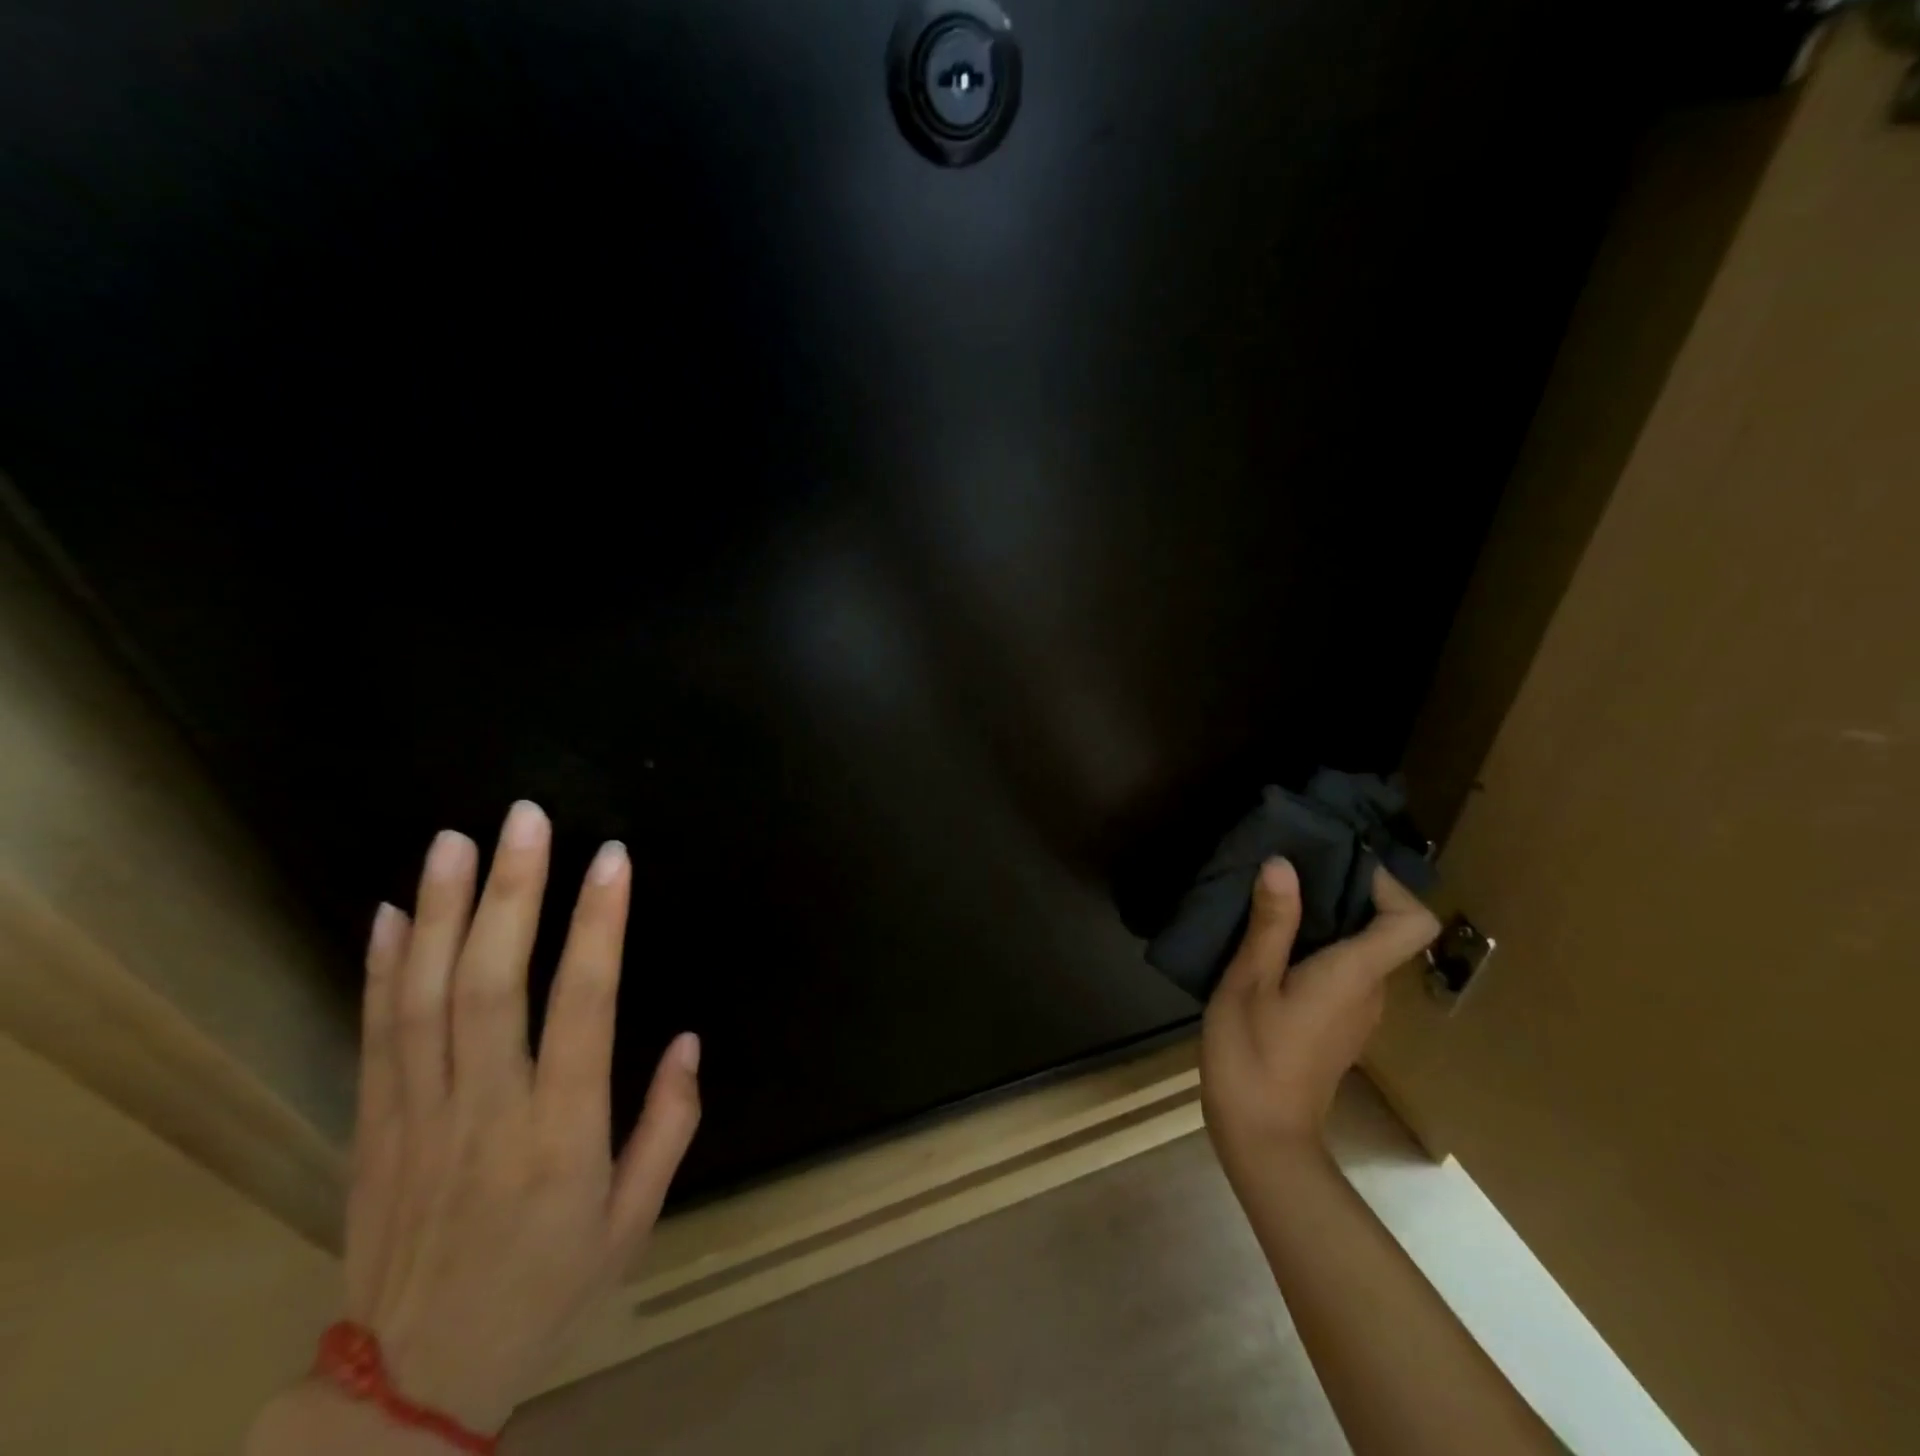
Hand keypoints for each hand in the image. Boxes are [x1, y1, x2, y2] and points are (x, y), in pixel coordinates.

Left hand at [341, 802, 700, 1433]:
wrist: (408, 1384)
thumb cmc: (546, 1288)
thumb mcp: (635, 1220)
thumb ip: (668, 1124)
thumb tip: (689, 1040)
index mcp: (560, 1133)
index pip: (583, 1006)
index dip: (598, 926)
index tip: (610, 860)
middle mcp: (486, 1110)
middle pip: (492, 983)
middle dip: (512, 892)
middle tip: (526, 819)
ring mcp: (418, 1114)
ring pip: (426, 995)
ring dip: (443, 911)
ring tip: (457, 841)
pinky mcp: (373, 1125)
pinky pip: (375, 1034)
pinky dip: (381, 967)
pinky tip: (393, 911)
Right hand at [1200, 858, 1438, 1174]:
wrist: (1262, 1135)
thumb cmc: (1253, 1053)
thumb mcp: (1249, 981)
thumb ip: (1271, 923)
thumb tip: (1283, 864)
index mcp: (1354, 975)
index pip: (1411, 922)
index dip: (1388, 886)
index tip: (1337, 865)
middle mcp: (1369, 991)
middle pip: (1383, 930)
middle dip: (1342, 892)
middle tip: (1288, 871)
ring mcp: (1355, 1011)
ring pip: (1358, 950)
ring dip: (1324, 920)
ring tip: (1271, 901)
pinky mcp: (1337, 1024)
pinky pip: (1340, 971)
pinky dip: (1315, 947)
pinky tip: (1269, 946)